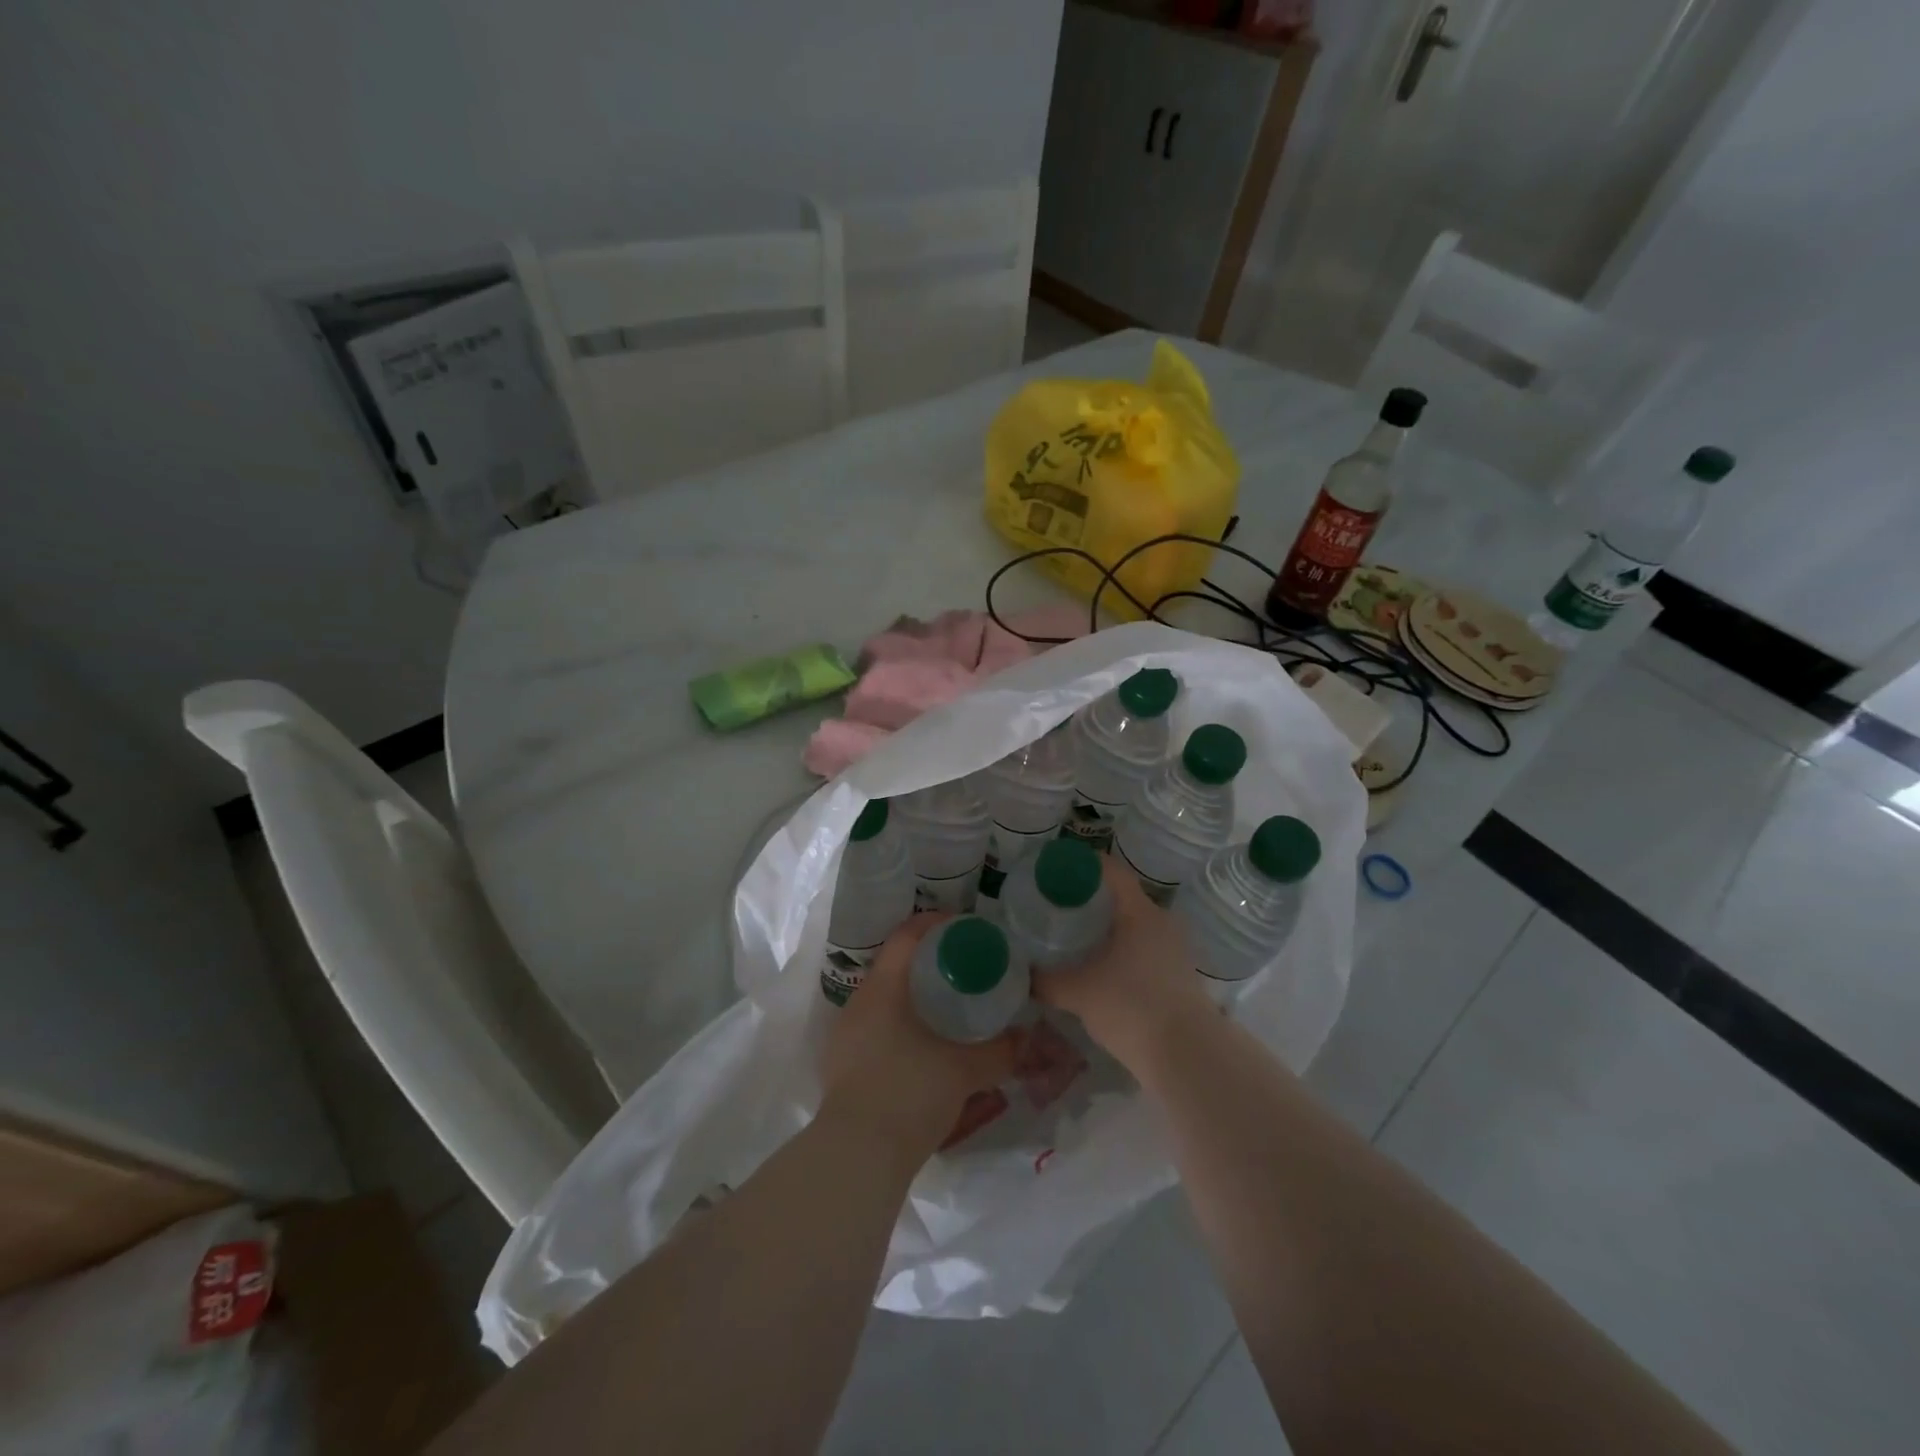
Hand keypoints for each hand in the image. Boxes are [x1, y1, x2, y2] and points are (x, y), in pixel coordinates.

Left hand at [819, 913, 1019, 1163]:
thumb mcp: (964, 1071)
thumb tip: (1029, 1037)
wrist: (856, 1159)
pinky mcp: (842, 1066)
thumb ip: (1001, 1051)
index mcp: (882, 989)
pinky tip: (925, 1046)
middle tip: (966, 969)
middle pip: (896, 966)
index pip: (907, 936)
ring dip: (915, 997)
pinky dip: (902, 1025)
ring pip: (885, 1000)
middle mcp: (859, 1004)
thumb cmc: (909, 1094)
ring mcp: (846, 1037)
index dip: (937, 924)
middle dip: (930, 963)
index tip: (966, 928)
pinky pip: (876, 1028)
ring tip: (949, 1008)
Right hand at [1034, 855, 1214, 1070]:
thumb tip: (1023, 975)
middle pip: (1122, 899)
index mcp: (1140, 913)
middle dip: (1090, 900)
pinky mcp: (1178, 977)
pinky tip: (1099, 969)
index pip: (1112, 872)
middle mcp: (1162, 923)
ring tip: (1074, 938)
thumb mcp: (1078, 992)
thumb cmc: (1131, 1007)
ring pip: (1134, 927)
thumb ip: (1046, 980)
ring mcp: (1174, 951)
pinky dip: (1120, 952)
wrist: (1186, 1057)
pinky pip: (1143, 951)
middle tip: (1057, 907)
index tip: (1056, 868)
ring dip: (1107, 929)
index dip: (1084, 864)